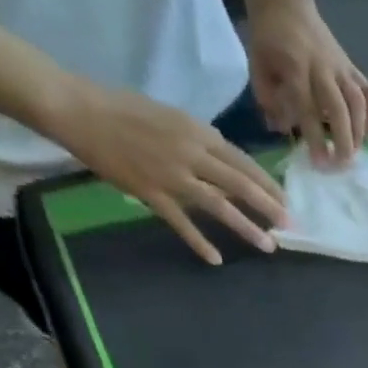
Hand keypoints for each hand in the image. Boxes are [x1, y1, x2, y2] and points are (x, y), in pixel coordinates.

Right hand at [46, 79, 284, 264]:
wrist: (77, 108)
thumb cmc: (125, 110)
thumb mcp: (173, 119)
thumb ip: (202, 142)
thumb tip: (229, 165)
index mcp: (196, 132)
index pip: (242, 162)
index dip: (267, 184)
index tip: (286, 201)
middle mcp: (189, 153)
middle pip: (239, 184)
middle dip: (269, 207)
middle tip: (290, 226)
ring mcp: (170, 175)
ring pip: (218, 205)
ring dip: (246, 227)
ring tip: (268, 245)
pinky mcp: (149, 192)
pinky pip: (180, 222)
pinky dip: (199, 242)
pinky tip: (216, 259)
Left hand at [245, 0, 367, 162]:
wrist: (285, 1)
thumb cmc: (269, 38)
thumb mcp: (257, 64)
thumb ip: (268, 98)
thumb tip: (283, 129)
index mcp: (296, 67)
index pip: (308, 108)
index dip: (315, 137)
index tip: (320, 163)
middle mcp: (323, 68)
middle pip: (339, 108)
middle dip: (343, 140)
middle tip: (342, 164)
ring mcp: (341, 68)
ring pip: (358, 102)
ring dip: (360, 131)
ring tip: (355, 152)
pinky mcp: (352, 68)